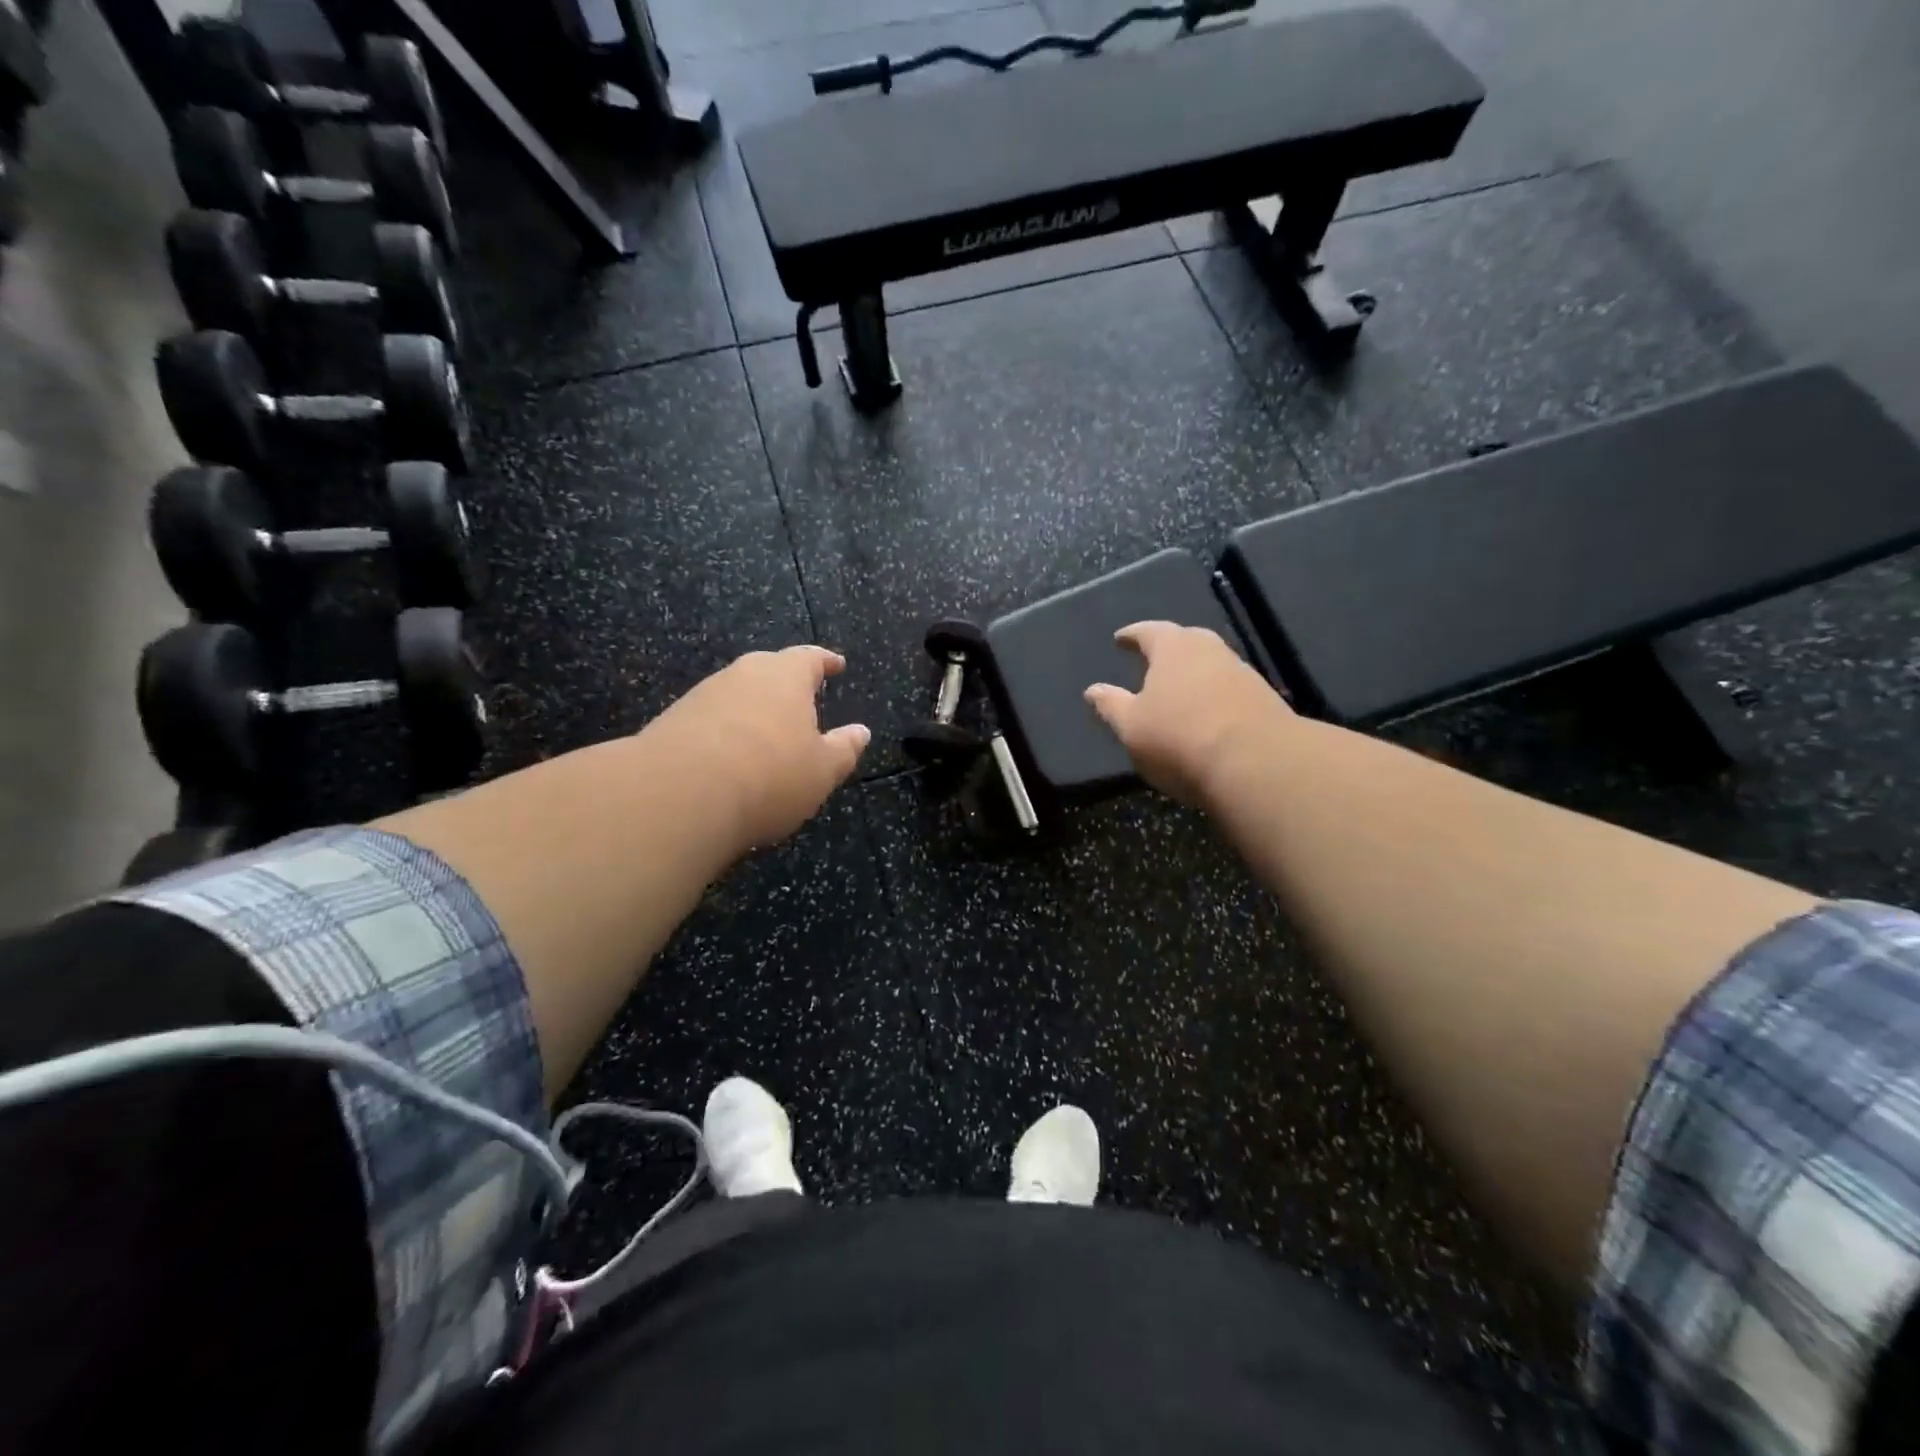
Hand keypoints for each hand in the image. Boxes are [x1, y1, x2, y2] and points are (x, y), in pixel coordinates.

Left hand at [645, 646, 870, 851]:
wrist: (677, 796)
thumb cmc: (769, 776)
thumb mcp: (822, 771)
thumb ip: (844, 749)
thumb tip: (860, 732)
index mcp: (785, 676)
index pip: (810, 658)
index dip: (825, 661)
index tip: (836, 664)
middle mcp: (742, 675)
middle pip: (769, 671)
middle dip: (787, 684)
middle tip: (802, 701)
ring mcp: (702, 696)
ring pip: (737, 695)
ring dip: (754, 710)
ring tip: (767, 736)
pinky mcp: (672, 722)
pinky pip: (712, 720)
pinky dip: (727, 733)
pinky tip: (730, 759)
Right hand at [1084, 622, 1291, 805]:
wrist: (1257, 764)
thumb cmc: (1179, 738)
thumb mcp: (1131, 726)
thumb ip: (1111, 705)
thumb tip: (1093, 689)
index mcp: (1174, 648)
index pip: (1148, 631)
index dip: (1132, 635)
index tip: (1120, 639)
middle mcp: (1210, 650)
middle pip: (1186, 641)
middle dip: (1168, 648)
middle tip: (1152, 659)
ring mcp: (1242, 672)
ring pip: (1211, 664)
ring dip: (1193, 673)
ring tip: (1178, 688)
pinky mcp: (1264, 699)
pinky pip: (1229, 688)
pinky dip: (1214, 694)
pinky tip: (1207, 712)